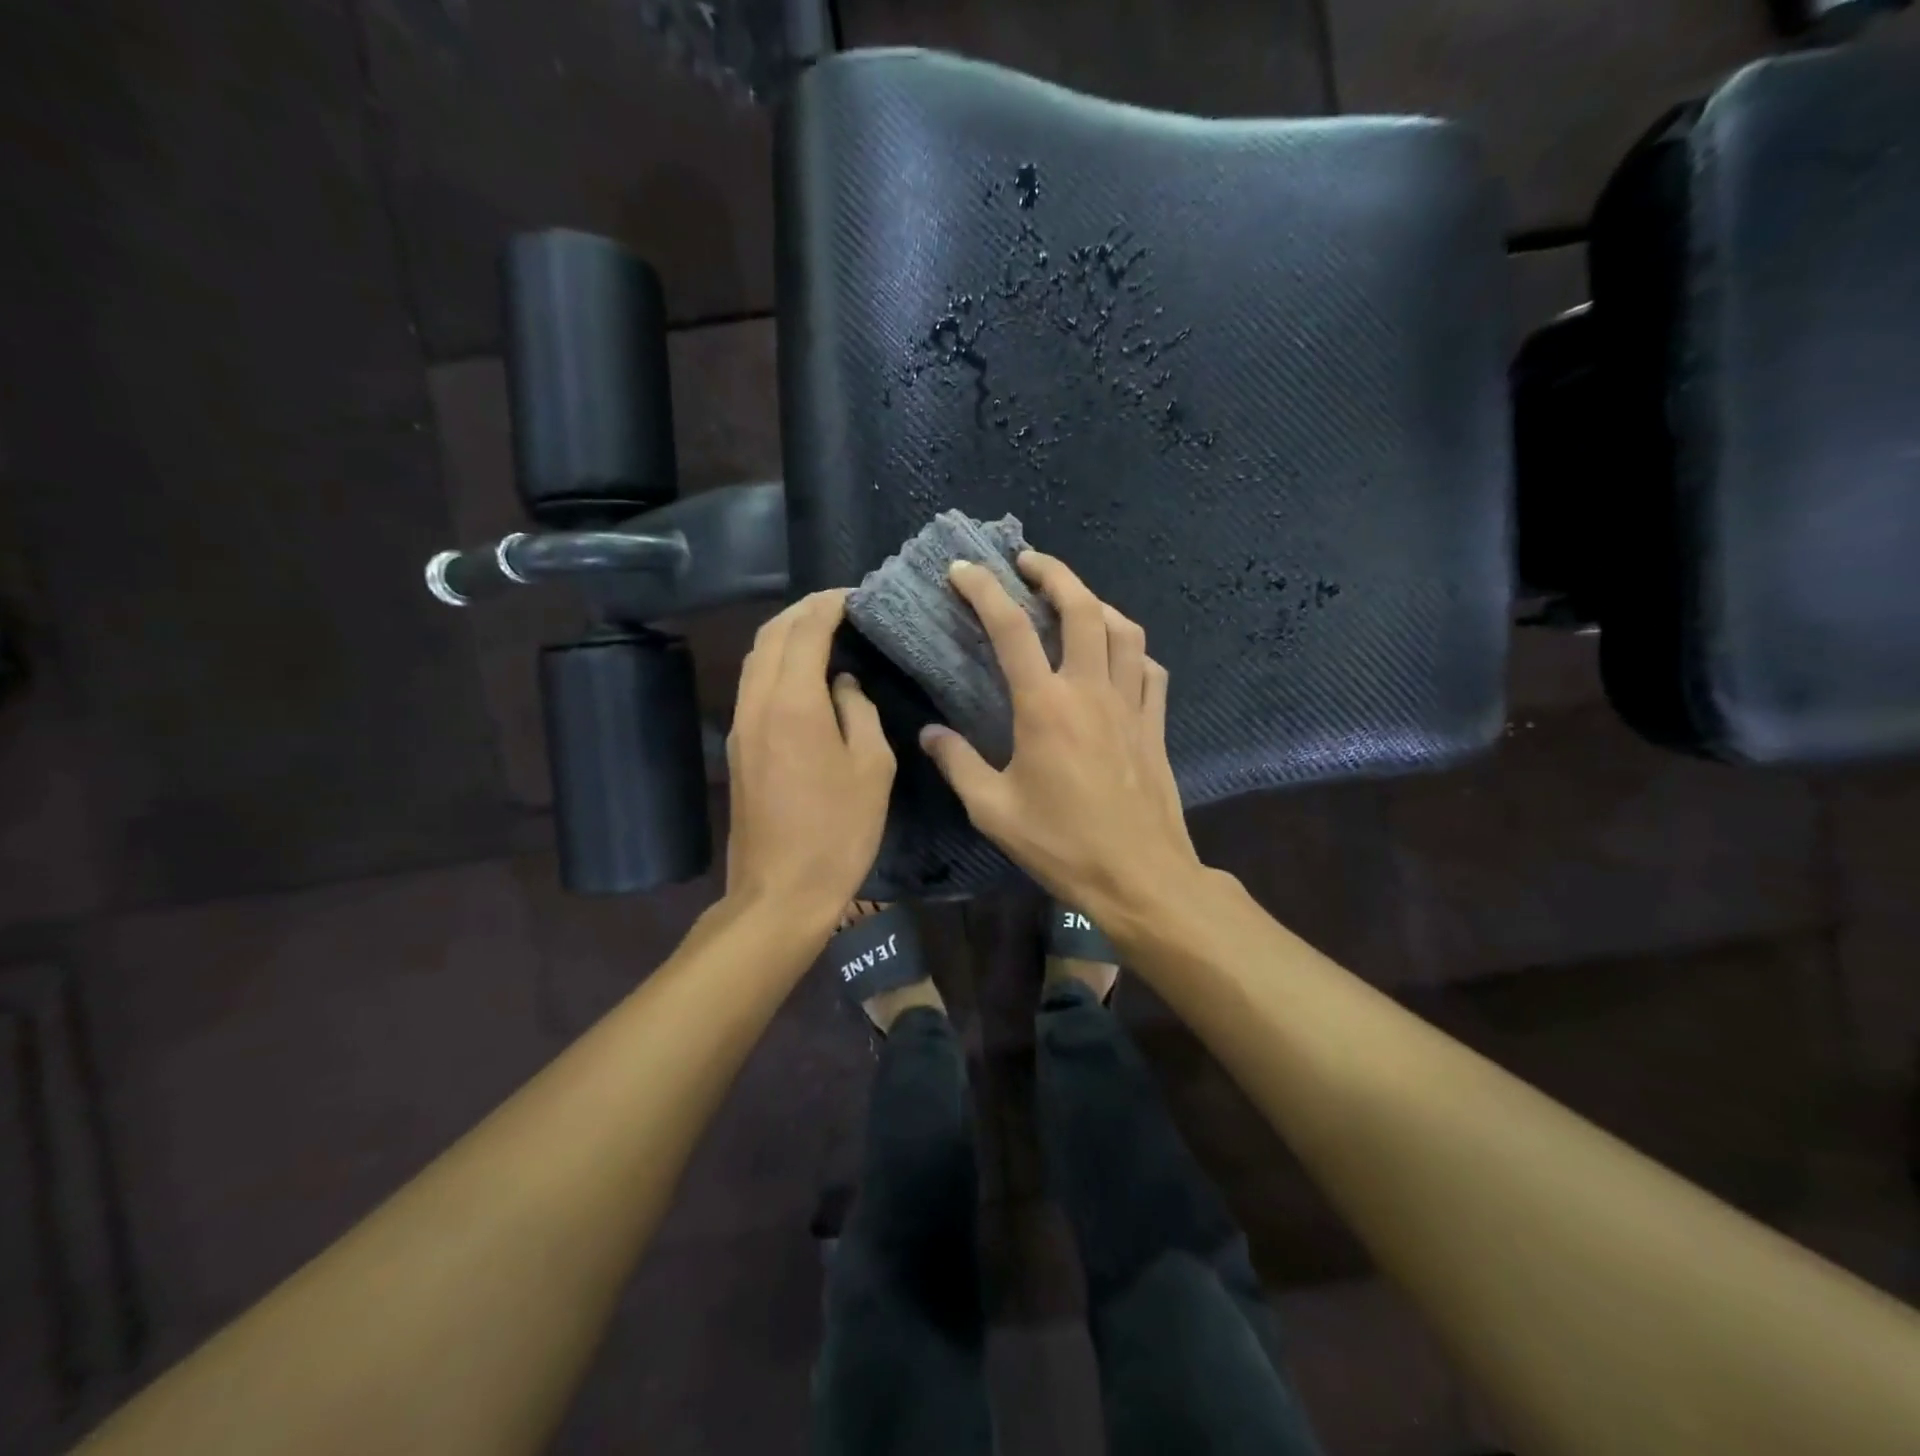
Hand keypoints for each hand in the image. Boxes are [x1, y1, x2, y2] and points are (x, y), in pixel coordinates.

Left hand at [725, 591, 894, 922]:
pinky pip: (753, 685)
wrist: (781, 891)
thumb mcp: (871, 767)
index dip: (829, 605)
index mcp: (793, 702)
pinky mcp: (738, 748)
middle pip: (771, 636)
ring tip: (820, 630)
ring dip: (785, 635)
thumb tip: (843, 686)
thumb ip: (859, 712)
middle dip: (803, 611)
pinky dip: (775, 663)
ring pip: (755, 659)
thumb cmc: (838, 831)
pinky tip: (801, 673)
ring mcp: (741, 726)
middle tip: (839, 605)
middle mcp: (758, 703)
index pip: (806, 631)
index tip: (855, 595)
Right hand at [918, 553, 1200, 919]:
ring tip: (1073, 599)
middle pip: (1081, 608)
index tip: (963, 569)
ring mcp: (1131, 704)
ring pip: (1124, 630)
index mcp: (1045, 706)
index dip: (984, 590)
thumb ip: (958, 764)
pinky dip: (1131, 649)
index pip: (1011, 629)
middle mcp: (1091, 690)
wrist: (1139, 876)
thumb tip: (930, 733)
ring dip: (1096, 602)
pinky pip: (1150, 669)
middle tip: (1027, 562)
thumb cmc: (1062, 845)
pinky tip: (1118, 656)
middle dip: (1054, 572)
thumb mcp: (993, 811)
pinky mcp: (1155, 724)